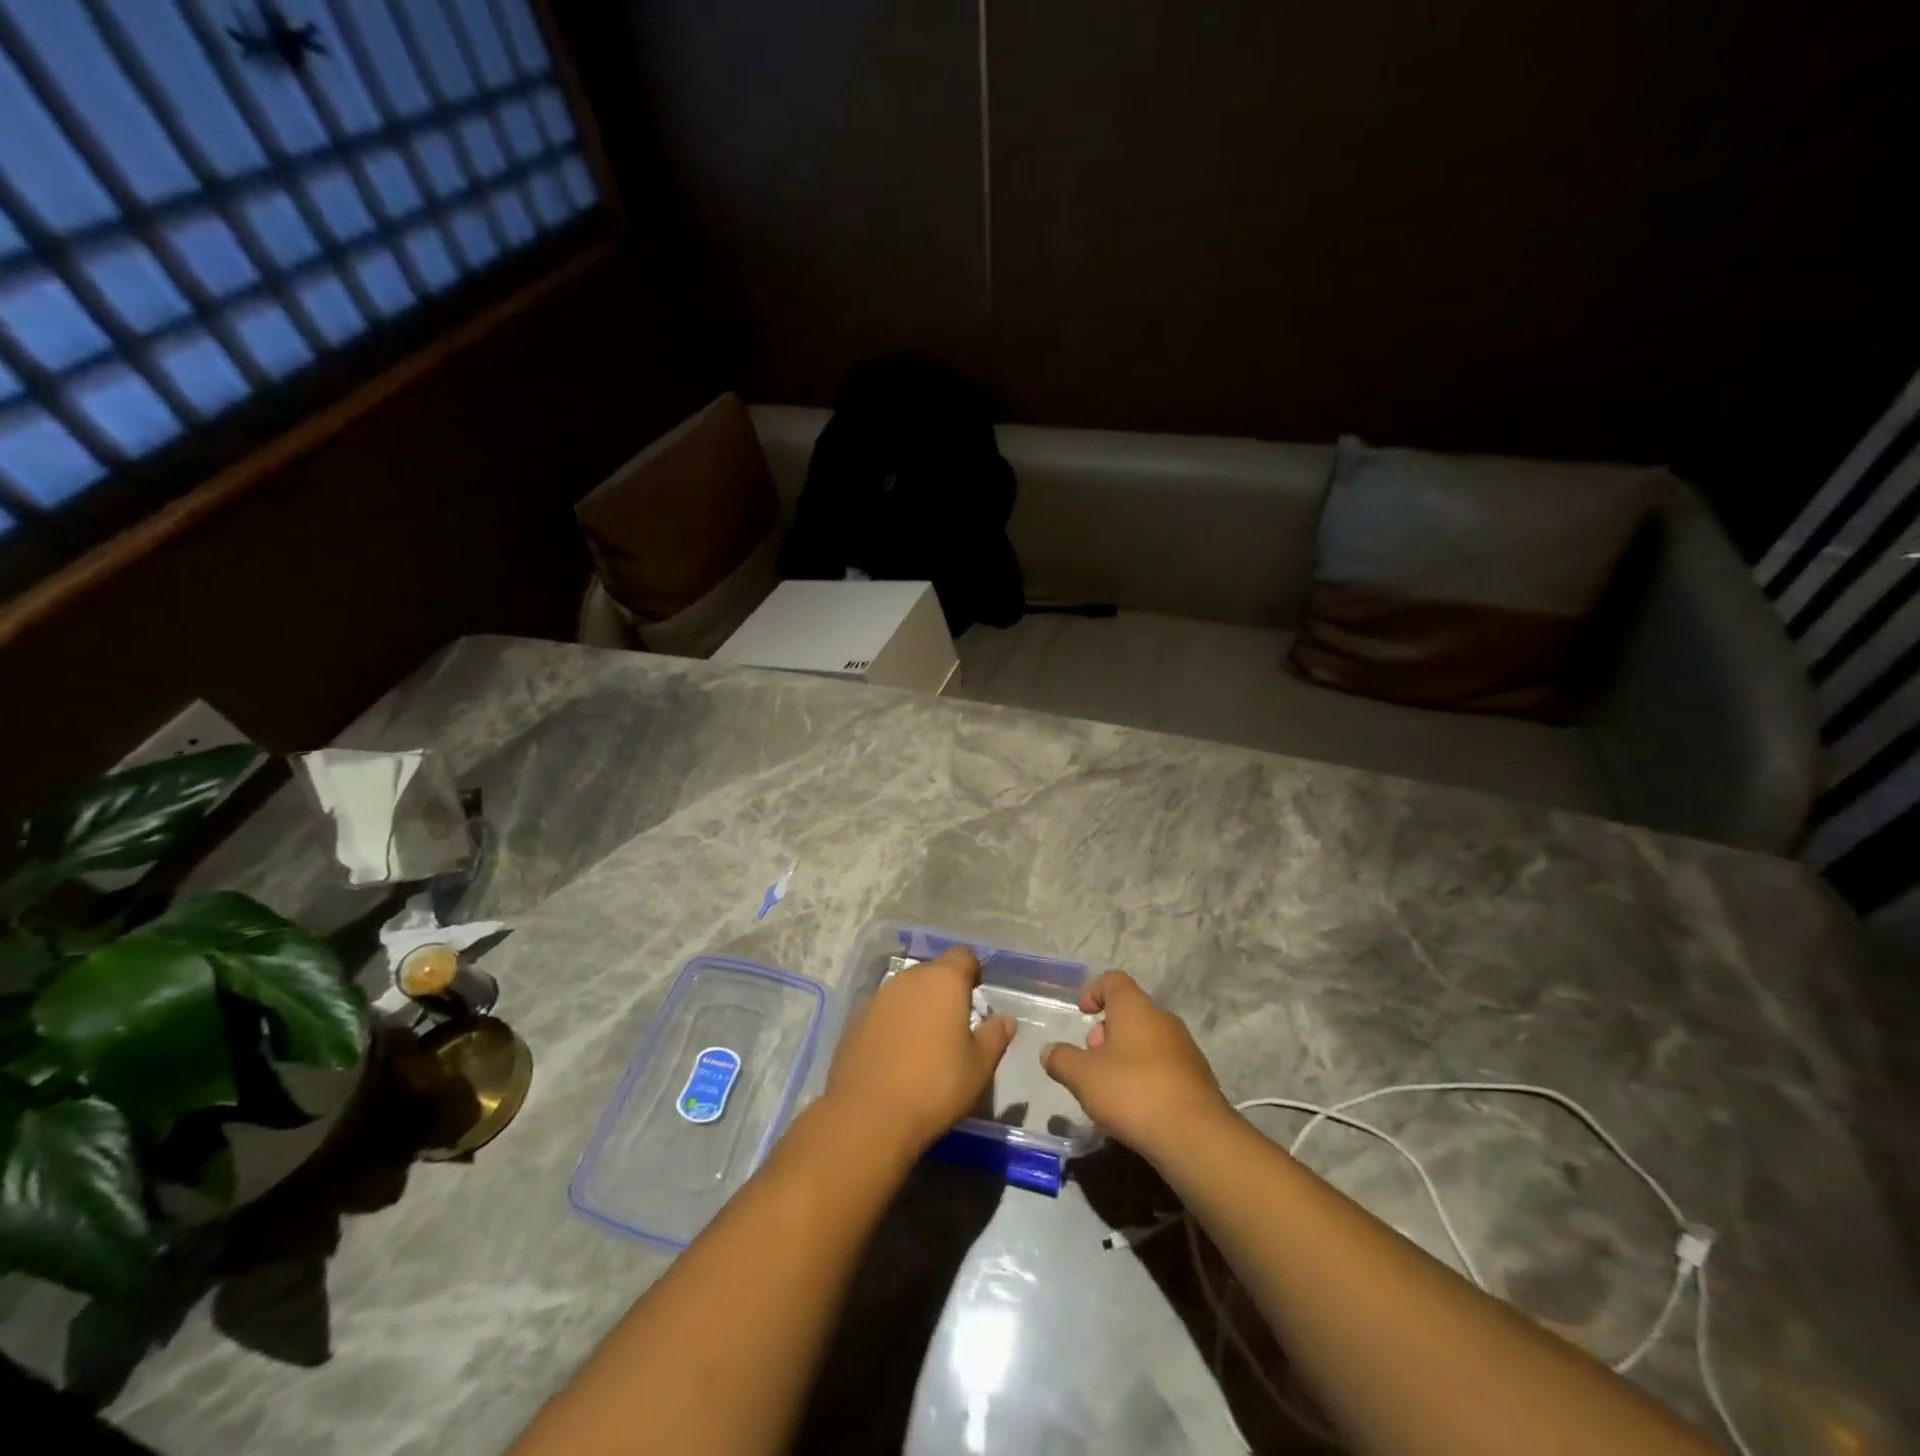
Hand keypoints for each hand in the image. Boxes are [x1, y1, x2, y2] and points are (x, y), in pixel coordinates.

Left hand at [826, 946, 1015, 1156]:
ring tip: (925, 1043)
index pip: (963, 956)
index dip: (972, 971)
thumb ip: (995, 1036)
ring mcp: (878, 998)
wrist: (868, 1115)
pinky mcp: (855, 1020)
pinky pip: (884, 1012)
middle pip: (932, 972)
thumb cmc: (935, 1085)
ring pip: (906, 991)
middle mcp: (908, 979)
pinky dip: (894, 1024)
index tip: (976, 996)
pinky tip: (896, 1057)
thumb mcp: (979, 1066)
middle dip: (944, 990)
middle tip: (954, 1024)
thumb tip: (1004, 1020)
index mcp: (943, 980)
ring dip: (918, 1007)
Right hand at [1040, 971, 1232, 1162]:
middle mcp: (1163, 1019)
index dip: (1095, 991)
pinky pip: (1164, 1065)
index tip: (1083, 1013)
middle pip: (1130, 1012)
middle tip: (1091, 1060)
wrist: (1195, 1136)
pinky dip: (1146, 1076)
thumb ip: (1062, 1060)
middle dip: (1107, 1032)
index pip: (1114, 981)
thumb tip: (1049, 1051)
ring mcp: (1184, 1048)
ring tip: (1110, 1088)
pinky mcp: (1198, 1078)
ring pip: (1147, 1040)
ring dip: (1126, 1055)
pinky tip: (1136, 1106)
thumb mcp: (1083, 1077)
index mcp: (1135, 1008)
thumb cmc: (1132, 1092)